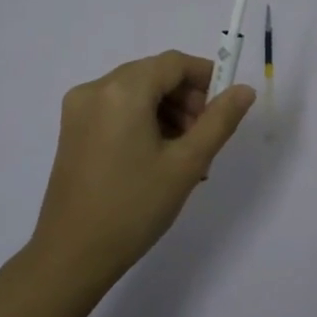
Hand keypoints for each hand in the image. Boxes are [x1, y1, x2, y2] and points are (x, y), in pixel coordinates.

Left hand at [29, 50, 255, 284]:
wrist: (72, 254)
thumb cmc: (134, 207)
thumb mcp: (186, 164)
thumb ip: (219, 121)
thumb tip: (244, 90)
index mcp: (122, 90)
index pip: (173, 63)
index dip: (205, 77)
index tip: (225, 108)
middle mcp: (95, 89)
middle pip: (153, 75)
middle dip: (186, 99)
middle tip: (205, 139)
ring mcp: (78, 109)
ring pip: (136, 93)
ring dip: (166, 112)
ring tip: (185, 157)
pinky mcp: (72, 129)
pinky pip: (117, 110)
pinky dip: (142, 122)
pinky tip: (158, 158)